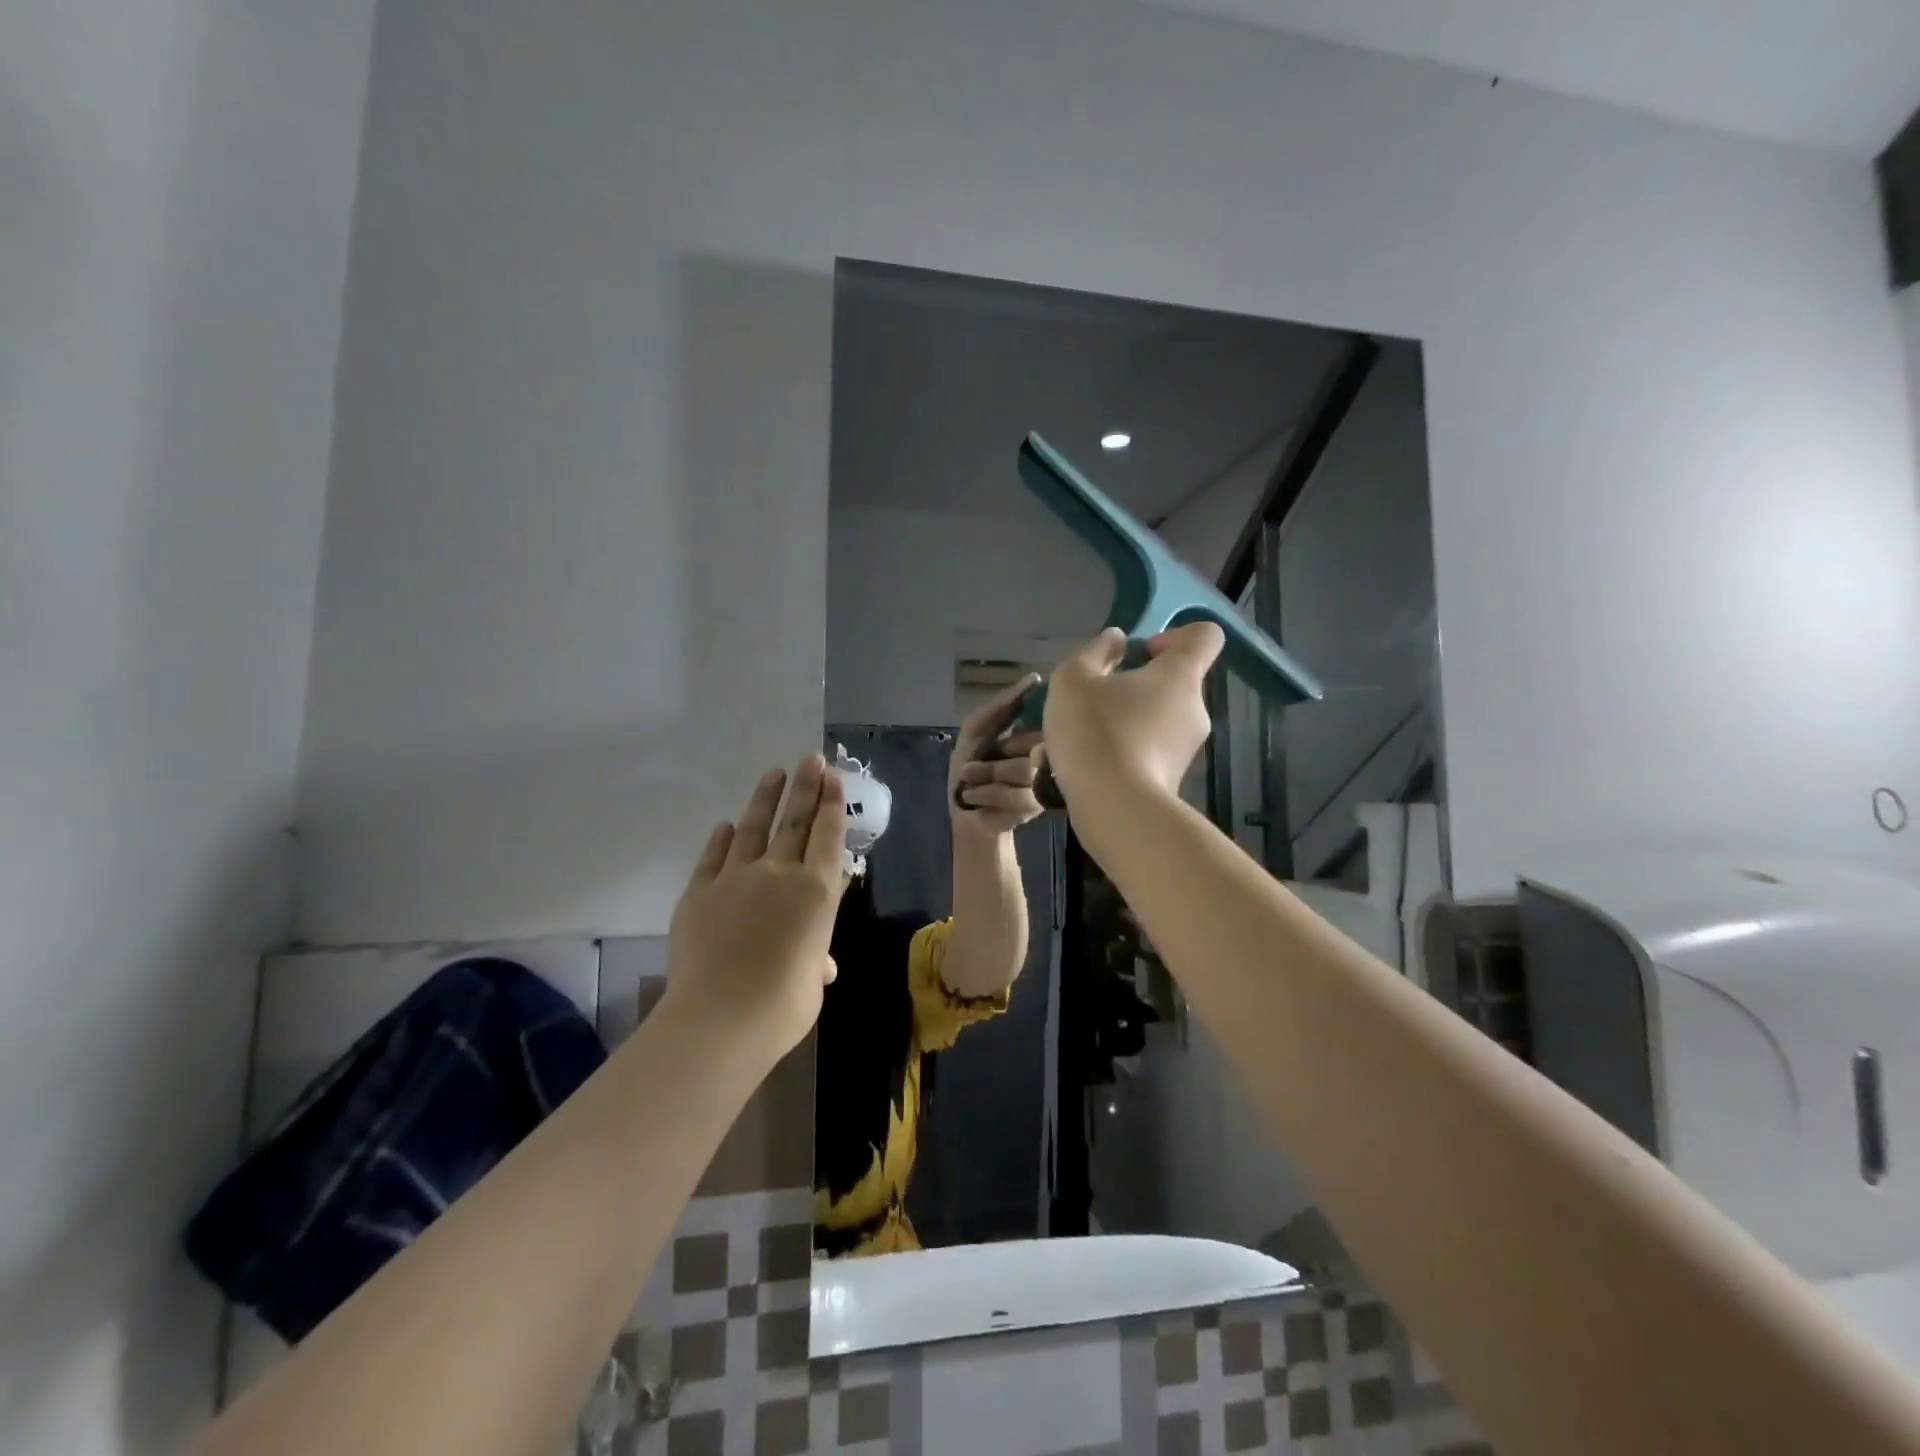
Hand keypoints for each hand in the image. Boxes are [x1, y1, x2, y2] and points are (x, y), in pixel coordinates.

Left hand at [660, 755, 847, 1063]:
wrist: (721, 1017)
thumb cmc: (784, 1004)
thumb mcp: (813, 981)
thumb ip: (816, 960)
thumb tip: (818, 963)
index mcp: (817, 891)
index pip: (828, 835)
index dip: (831, 803)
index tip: (832, 777)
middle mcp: (780, 872)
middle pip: (795, 821)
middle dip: (805, 786)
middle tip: (811, 758)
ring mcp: (736, 877)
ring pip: (754, 827)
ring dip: (765, 798)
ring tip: (774, 774)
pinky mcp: (700, 891)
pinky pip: (714, 856)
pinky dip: (722, 838)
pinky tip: (727, 825)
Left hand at [949, 674, 1045, 836]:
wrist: (966, 812)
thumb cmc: (970, 767)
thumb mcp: (977, 728)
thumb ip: (1002, 705)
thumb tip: (1036, 679)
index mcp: (1035, 733)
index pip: (1040, 718)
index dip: (1014, 729)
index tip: (997, 743)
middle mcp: (1046, 754)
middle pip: (1033, 743)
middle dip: (999, 753)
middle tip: (977, 765)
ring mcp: (1045, 780)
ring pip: (1024, 770)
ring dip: (988, 775)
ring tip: (971, 780)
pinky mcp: (1038, 804)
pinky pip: (1018, 794)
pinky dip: (989, 793)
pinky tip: (976, 795)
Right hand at [1041, 625, 1223, 806]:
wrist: (1114, 809)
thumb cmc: (1095, 731)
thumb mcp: (1074, 680)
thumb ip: (1095, 652)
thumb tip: (1115, 641)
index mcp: (1180, 675)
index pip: (1205, 636)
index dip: (1176, 635)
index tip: (1142, 653)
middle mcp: (1195, 709)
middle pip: (1173, 683)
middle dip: (1136, 687)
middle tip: (1095, 701)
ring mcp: (1187, 749)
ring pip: (1156, 721)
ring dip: (1124, 722)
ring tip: (1081, 740)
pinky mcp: (1172, 781)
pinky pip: (1148, 753)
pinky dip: (1123, 753)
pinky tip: (1088, 767)